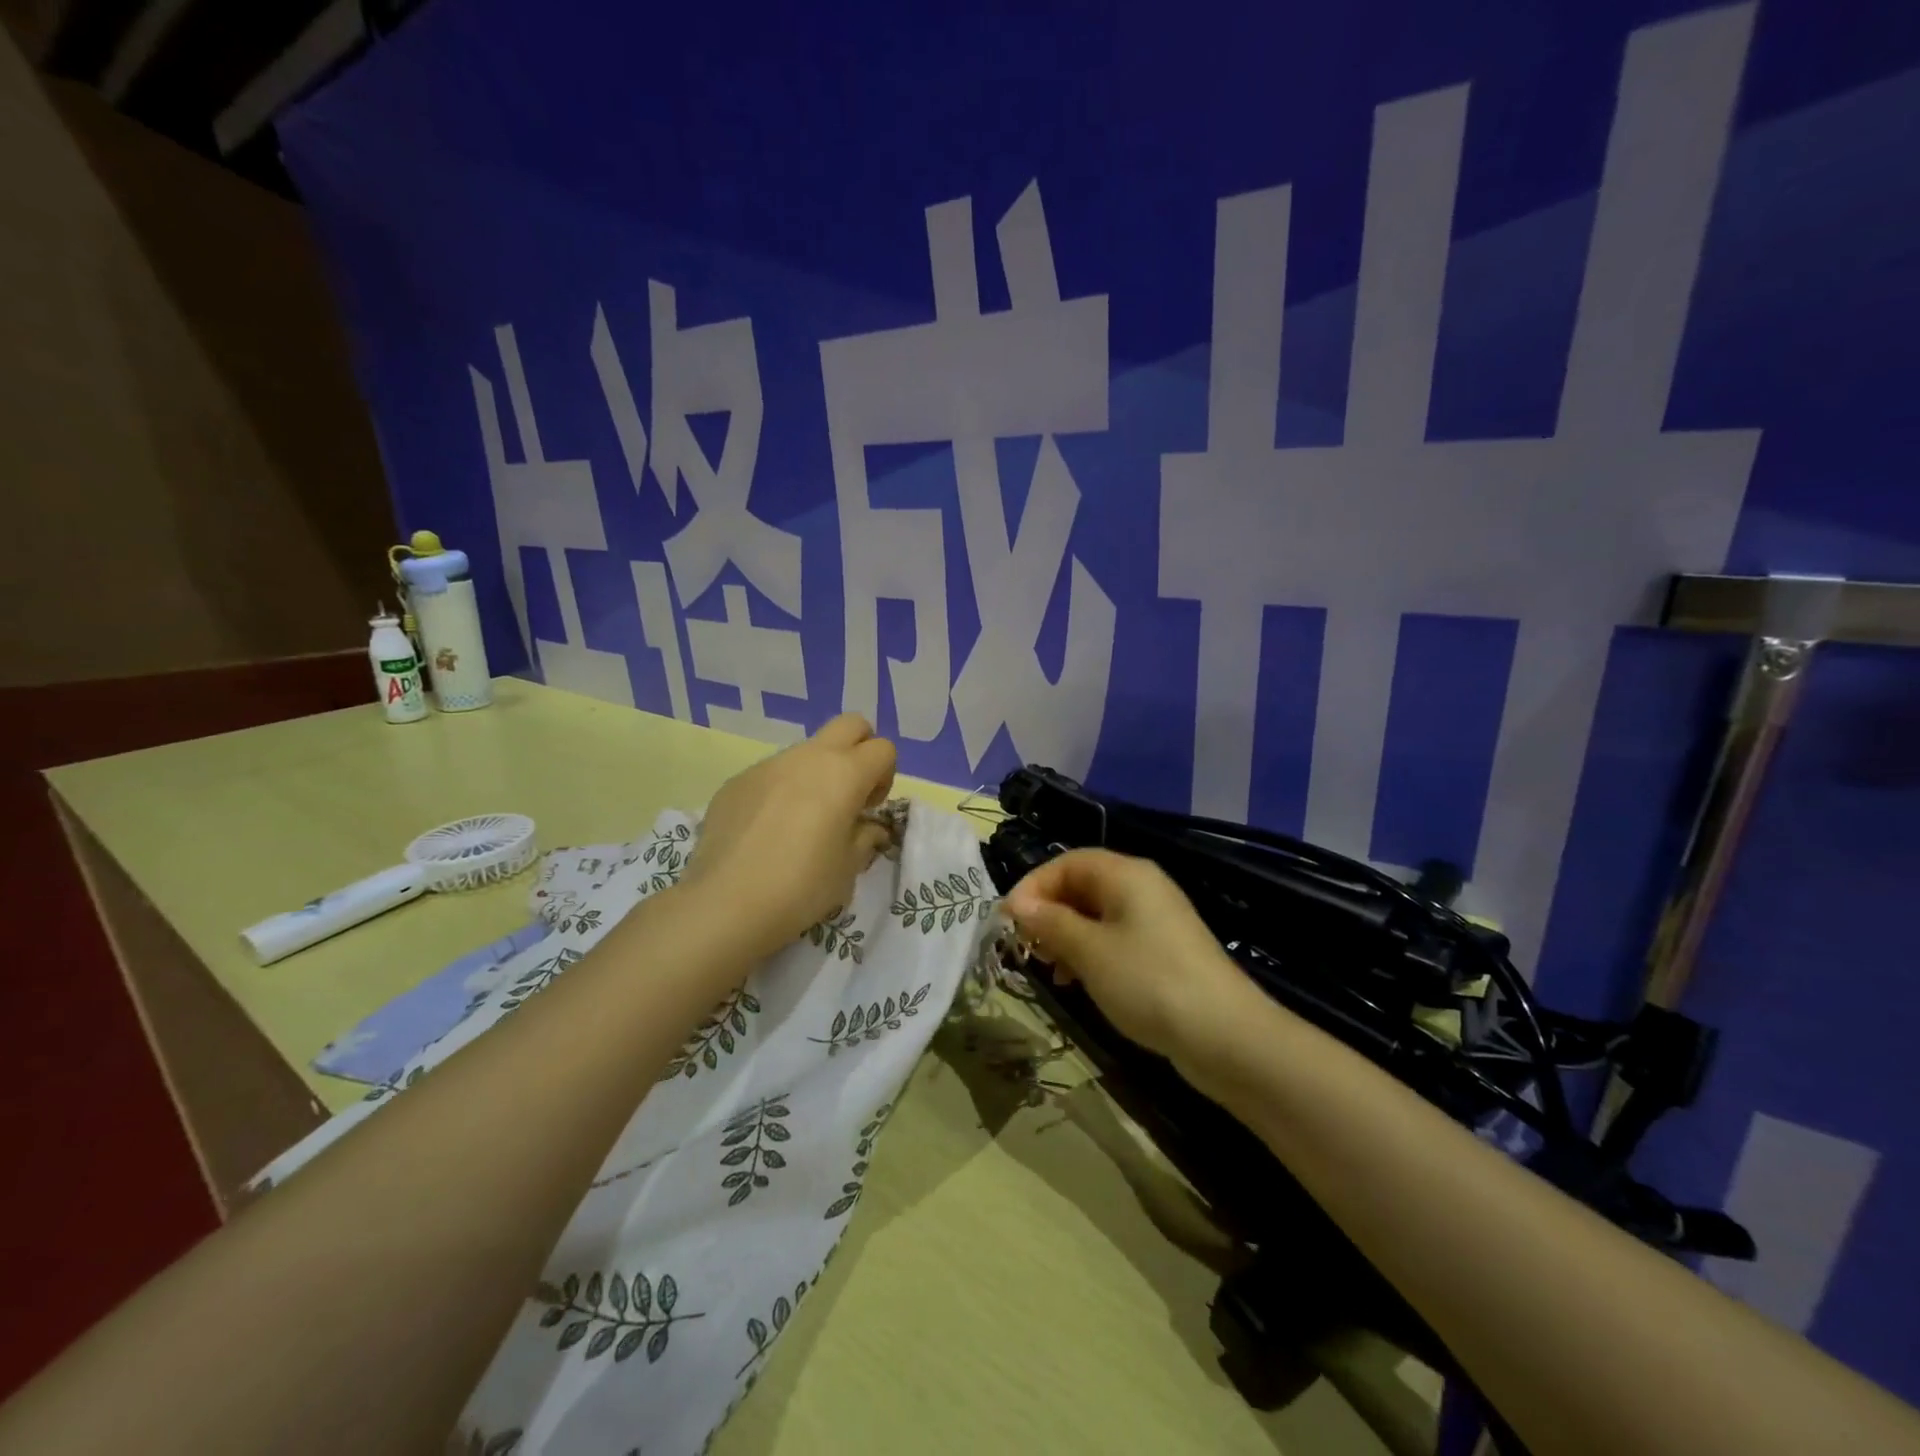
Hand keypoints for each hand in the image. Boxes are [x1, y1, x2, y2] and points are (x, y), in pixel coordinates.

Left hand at [681, 714, 896, 957]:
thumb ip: (865, 838)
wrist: (726, 903)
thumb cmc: (802, 886)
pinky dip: (781, 791)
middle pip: (850, 724)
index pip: (883, 748)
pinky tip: (766, 831)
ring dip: (816, 773)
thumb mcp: (848, 868)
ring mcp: (768, 765)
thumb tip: (868, 827)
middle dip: (859, 750)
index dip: (885, 776)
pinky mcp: (736, 781)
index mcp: (844, 773)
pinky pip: (771, 773)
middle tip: (848, 795)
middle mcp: (808, 757)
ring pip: (806, 750)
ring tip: (802, 821)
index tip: (868, 809)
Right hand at [1004, 849, 1249, 1061]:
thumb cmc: (1150, 983)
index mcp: (1126, 874)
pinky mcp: (1163, 950)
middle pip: (1081, 885)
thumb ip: (1050, 922)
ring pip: (1095, 914)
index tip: (1007, 921)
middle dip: (1048, 912)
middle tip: (1026, 947)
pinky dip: (1089, 952)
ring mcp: (1156, 920)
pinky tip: (1079, 982)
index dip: (1033, 885)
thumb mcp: (1090, 951)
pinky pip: (1114, 938)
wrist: (1226, 1037)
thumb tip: (1016, 904)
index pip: (1067, 862)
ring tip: (1050, 969)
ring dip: (1065, 935)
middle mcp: (1142, 887)